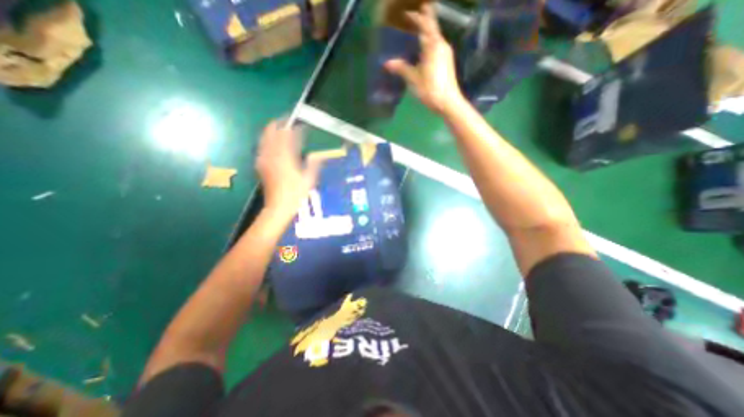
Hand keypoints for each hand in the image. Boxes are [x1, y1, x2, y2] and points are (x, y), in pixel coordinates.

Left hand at [257, 122, 323, 220]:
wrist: (278, 206)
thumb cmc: (295, 193)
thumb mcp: (309, 179)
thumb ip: (313, 164)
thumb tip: (316, 155)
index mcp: (285, 157)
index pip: (287, 135)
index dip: (293, 128)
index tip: (300, 124)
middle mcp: (272, 155)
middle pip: (271, 132)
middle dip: (279, 124)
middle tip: (288, 121)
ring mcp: (264, 159)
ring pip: (264, 138)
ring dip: (272, 131)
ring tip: (281, 129)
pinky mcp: (261, 165)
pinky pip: (262, 147)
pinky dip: (267, 141)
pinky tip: (272, 143)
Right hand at [384, 3, 462, 114]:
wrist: (448, 102)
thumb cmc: (430, 88)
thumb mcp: (413, 78)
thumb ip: (401, 68)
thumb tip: (387, 63)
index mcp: (433, 45)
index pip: (426, 24)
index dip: (417, 17)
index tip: (408, 14)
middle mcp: (442, 45)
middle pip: (432, 29)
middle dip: (424, 22)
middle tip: (415, 17)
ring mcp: (446, 54)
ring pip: (435, 38)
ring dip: (427, 34)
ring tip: (418, 33)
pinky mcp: (447, 62)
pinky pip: (437, 47)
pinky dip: (430, 44)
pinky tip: (424, 50)